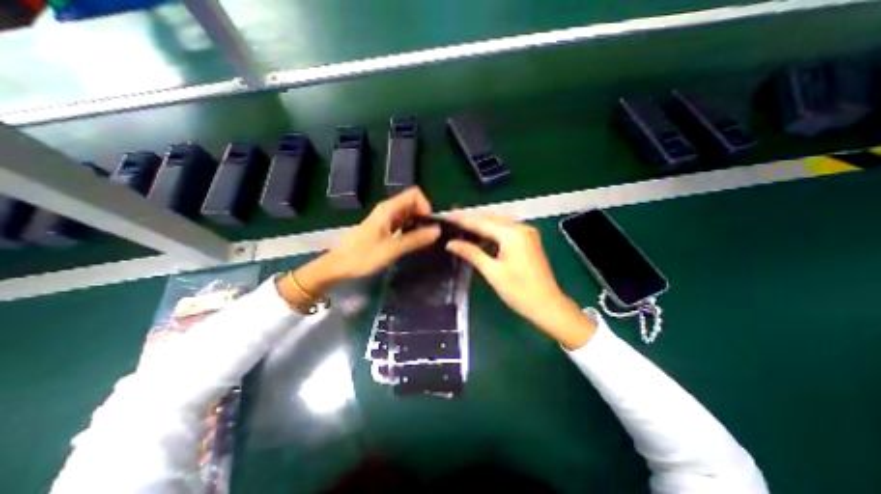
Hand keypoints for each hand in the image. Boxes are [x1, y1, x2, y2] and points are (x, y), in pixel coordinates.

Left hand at [280, 186, 439, 306]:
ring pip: (408, 213)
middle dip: (424, 215)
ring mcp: (385, 218)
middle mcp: (387, 209)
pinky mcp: (383, 227)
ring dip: (418, 222)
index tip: (429, 224)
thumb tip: (438, 230)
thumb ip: (416, 239)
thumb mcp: (392, 249)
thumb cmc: (363, 256)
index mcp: (388, 209)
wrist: (338, 265)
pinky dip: (410, 228)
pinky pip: (402, 222)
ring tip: (424, 239)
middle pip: (412, 203)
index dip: (426, 205)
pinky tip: (413, 241)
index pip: (414, 194)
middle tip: (429, 234)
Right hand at [444, 213, 594, 348]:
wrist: (548, 305)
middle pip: (490, 219)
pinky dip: (492, 231)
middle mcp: (521, 228)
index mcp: (512, 234)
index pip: (481, 223)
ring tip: (462, 224)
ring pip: (499, 223)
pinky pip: (506, 230)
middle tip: (451, 218)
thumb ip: (471, 253)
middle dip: (471, 218)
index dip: (462, 219)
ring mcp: (527, 233)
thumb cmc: (519, 291)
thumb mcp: (492, 272)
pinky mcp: (529, 240)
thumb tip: (451, 243)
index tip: (446, 215)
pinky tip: (481, 235)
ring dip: (481, 224)